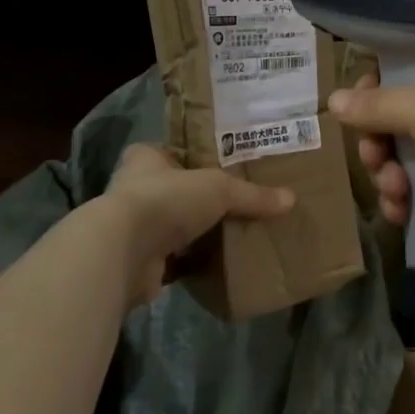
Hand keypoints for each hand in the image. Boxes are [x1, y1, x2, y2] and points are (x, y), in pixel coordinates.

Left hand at [101, 144, 295, 305]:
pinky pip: (176, 258)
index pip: (175, 151)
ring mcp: (136, 227)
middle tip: (240, 201)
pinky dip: (194, 261)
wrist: (123, 252)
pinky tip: (221, 262)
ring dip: (198, 231)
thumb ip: (252, 194)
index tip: (227, 165)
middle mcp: (136, 188)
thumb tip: (291, 200)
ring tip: (237, 231)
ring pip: (177, 225)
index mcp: (147, 158)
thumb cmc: (165, 200)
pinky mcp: (141, 261)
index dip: (198, 157)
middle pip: (178, 189)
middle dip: (203, 198)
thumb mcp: (218, 188)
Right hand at [329, 56, 414, 285]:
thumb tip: (334, 101)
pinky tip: (400, 210)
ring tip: (393, 189)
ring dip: (389, 172)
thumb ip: (380, 103)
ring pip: (408, 155)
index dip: (387, 82)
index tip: (360, 101)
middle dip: (383, 138)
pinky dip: (404, 198)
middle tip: (373, 154)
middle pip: (409, 115)